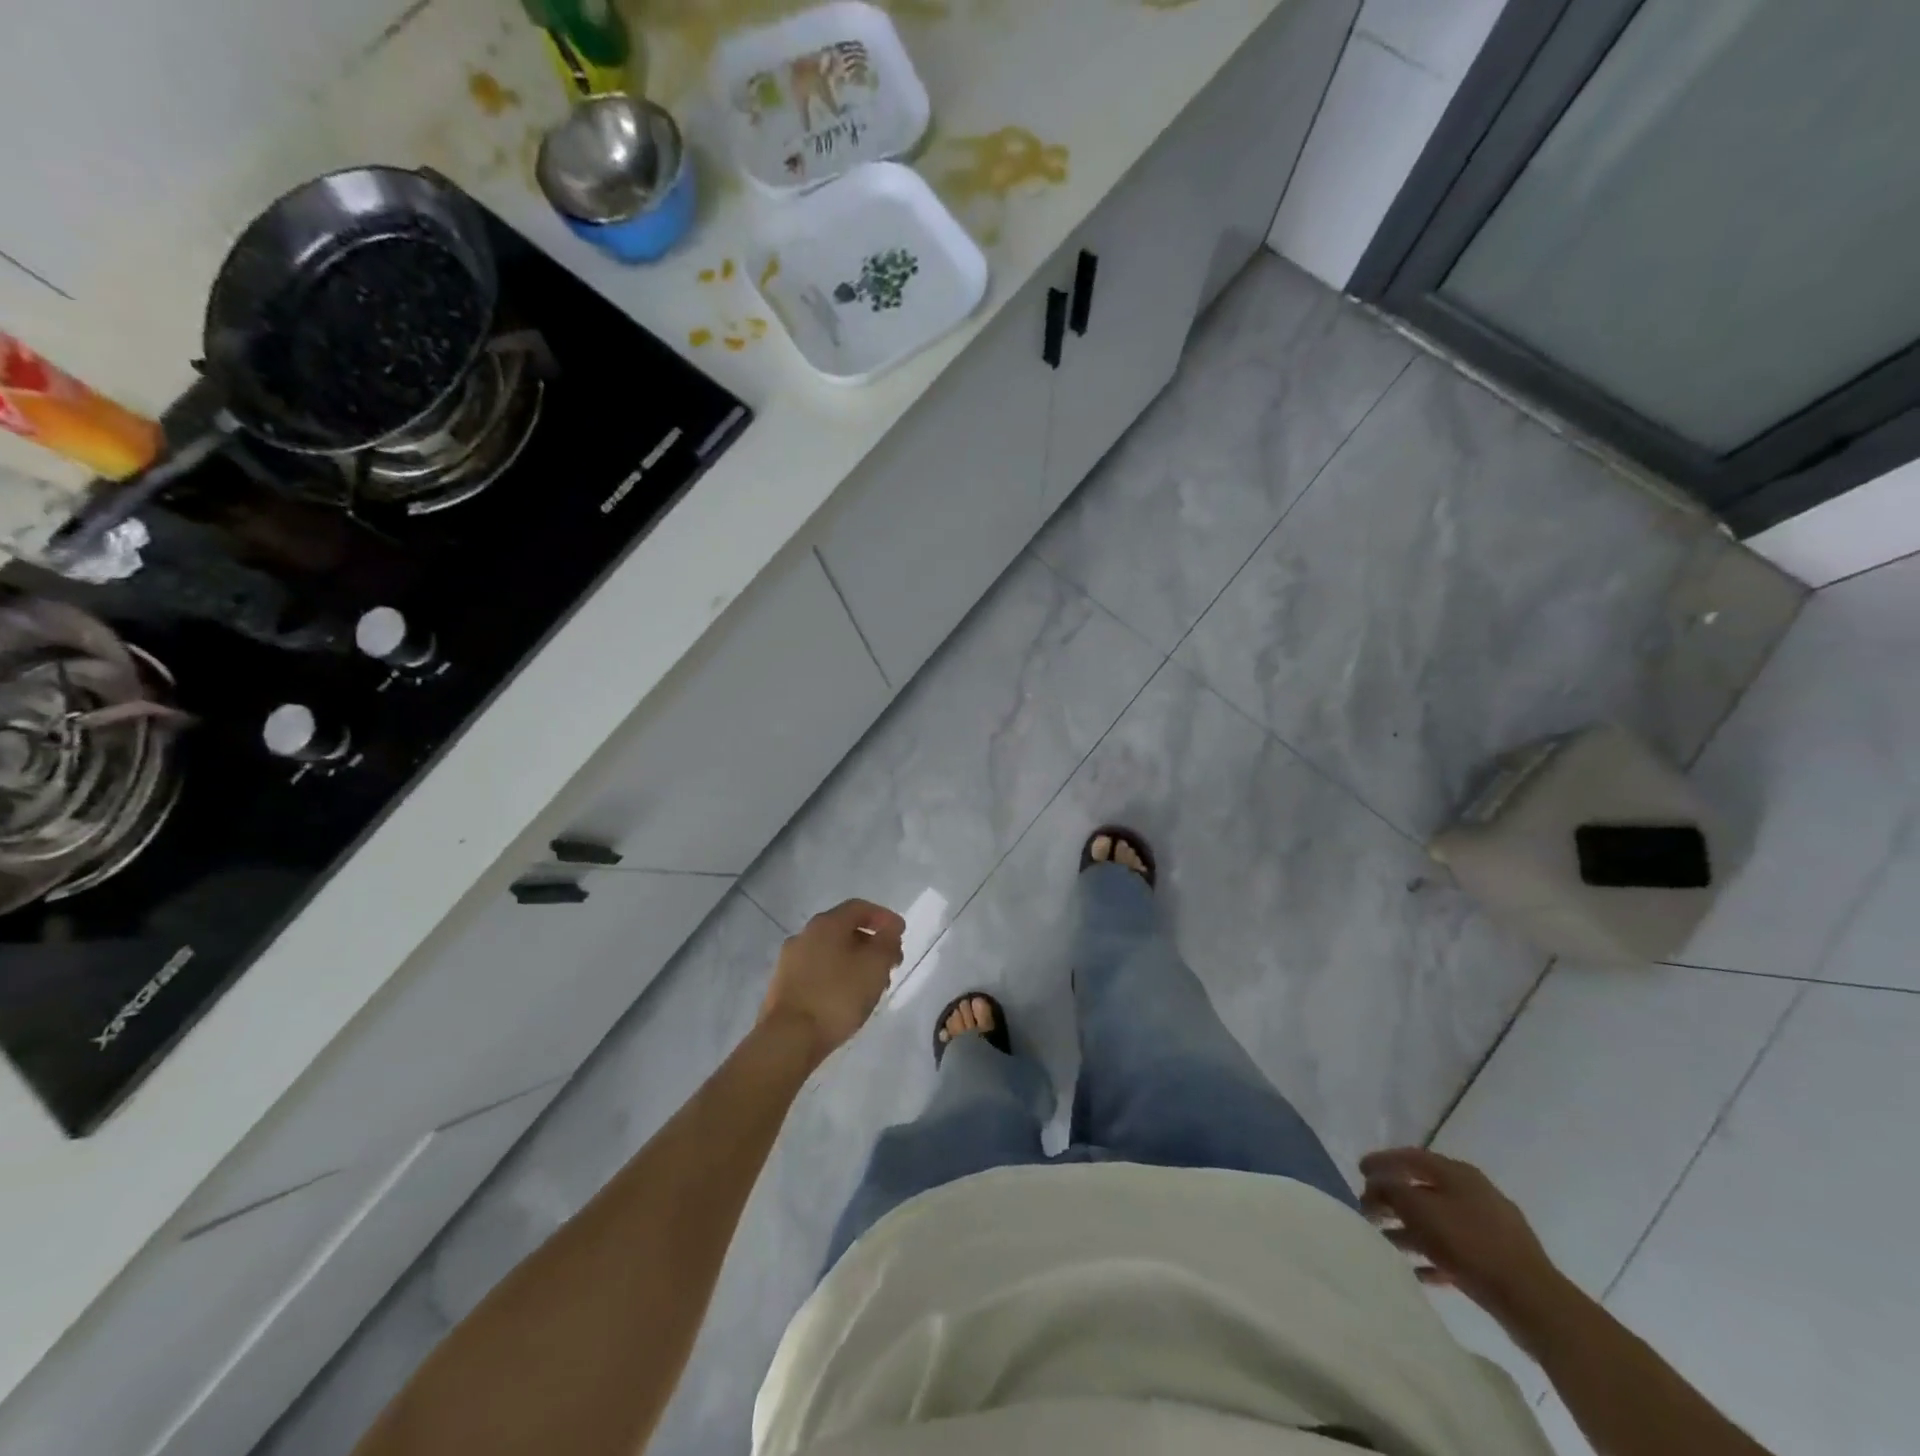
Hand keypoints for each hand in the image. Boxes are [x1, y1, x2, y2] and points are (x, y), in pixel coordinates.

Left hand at [759, 899, 905, 1059]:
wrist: (788, 1038)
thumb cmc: (837, 996)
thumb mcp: (875, 966)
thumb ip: (887, 942)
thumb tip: (890, 928)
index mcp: (826, 924)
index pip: (859, 907)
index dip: (883, 917)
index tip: (901, 933)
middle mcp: (804, 935)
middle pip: (844, 930)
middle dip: (871, 943)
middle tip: (890, 963)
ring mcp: (789, 960)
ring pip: (830, 952)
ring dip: (854, 962)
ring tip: (872, 986)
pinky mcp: (783, 986)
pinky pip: (817, 971)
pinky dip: (836, 976)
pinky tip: (847, 998)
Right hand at [1360, 1147, 1566, 1331]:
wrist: (1535, 1303)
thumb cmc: (1471, 1245)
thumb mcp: (1420, 1211)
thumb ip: (1391, 1192)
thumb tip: (1375, 1186)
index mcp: (1458, 1174)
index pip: (1411, 1157)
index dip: (1382, 1161)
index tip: (1359, 1170)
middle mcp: (1475, 1193)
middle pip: (1424, 1189)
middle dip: (1394, 1198)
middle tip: (1368, 1208)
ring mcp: (1491, 1228)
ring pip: (1439, 1222)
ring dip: (1410, 1229)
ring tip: (1386, 1241)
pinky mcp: (1499, 1261)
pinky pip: (1457, 1251)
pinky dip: (1434, 1256)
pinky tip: (1418, 1271)